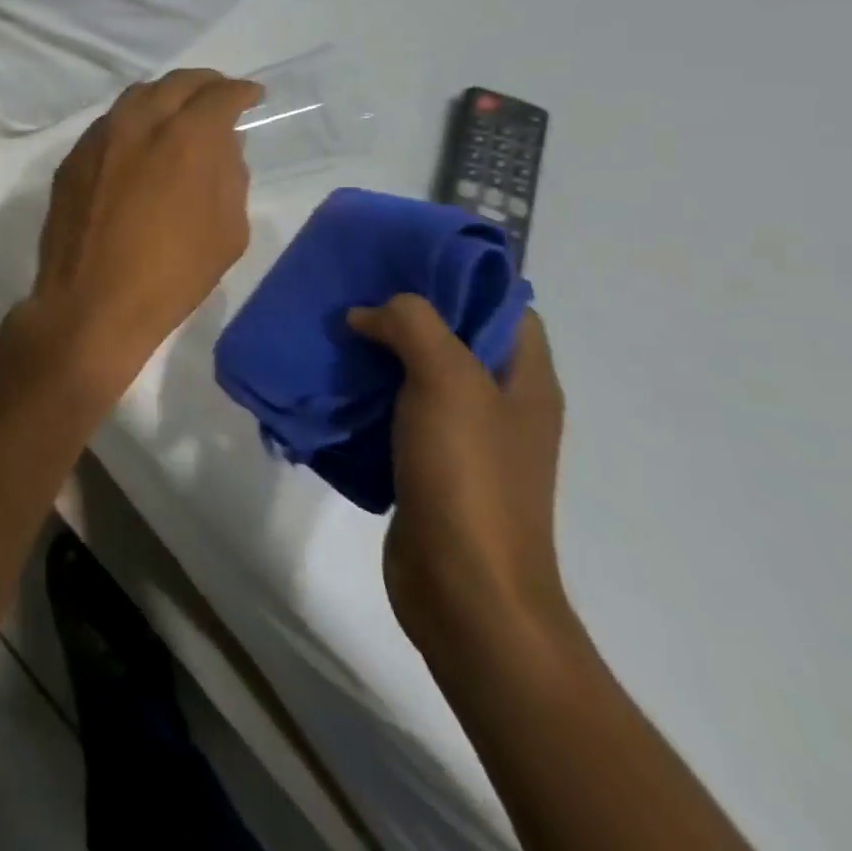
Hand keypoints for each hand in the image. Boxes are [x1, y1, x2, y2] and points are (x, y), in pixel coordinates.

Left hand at [22, 69, 261, 389]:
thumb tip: (224, 146)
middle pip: (175, 83)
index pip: (219, 95)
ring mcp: (98, 138)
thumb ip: (231, 176)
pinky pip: (108, 124)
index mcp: (185, 138)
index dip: (241, 92)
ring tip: (179, 113)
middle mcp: (138, 124)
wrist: (91, 303)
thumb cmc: (172, 275)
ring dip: (164, 97)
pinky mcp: (72, 159)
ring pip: (136, 97)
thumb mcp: (228, 231)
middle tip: (218, 97)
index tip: (252, 97)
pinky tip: (139, 143)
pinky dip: (132, 122)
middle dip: (204, 84)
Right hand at [348, 297, 572, 655]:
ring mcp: (463, 440)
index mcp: (524, 380)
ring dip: (376, 352)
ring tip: (329, 329)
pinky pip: (392, 413)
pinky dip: (363, 394)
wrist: (465, 592)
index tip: (403, 259)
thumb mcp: (448, 381)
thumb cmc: (468, 477)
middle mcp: (499, 405)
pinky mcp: (426, 468)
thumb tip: (366, 315)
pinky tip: (328, 383)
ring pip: (416, 375)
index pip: (505, 305)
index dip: (461, 276)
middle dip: (404, 311)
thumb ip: (412, 325)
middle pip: (454, 337)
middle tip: (351, 289)